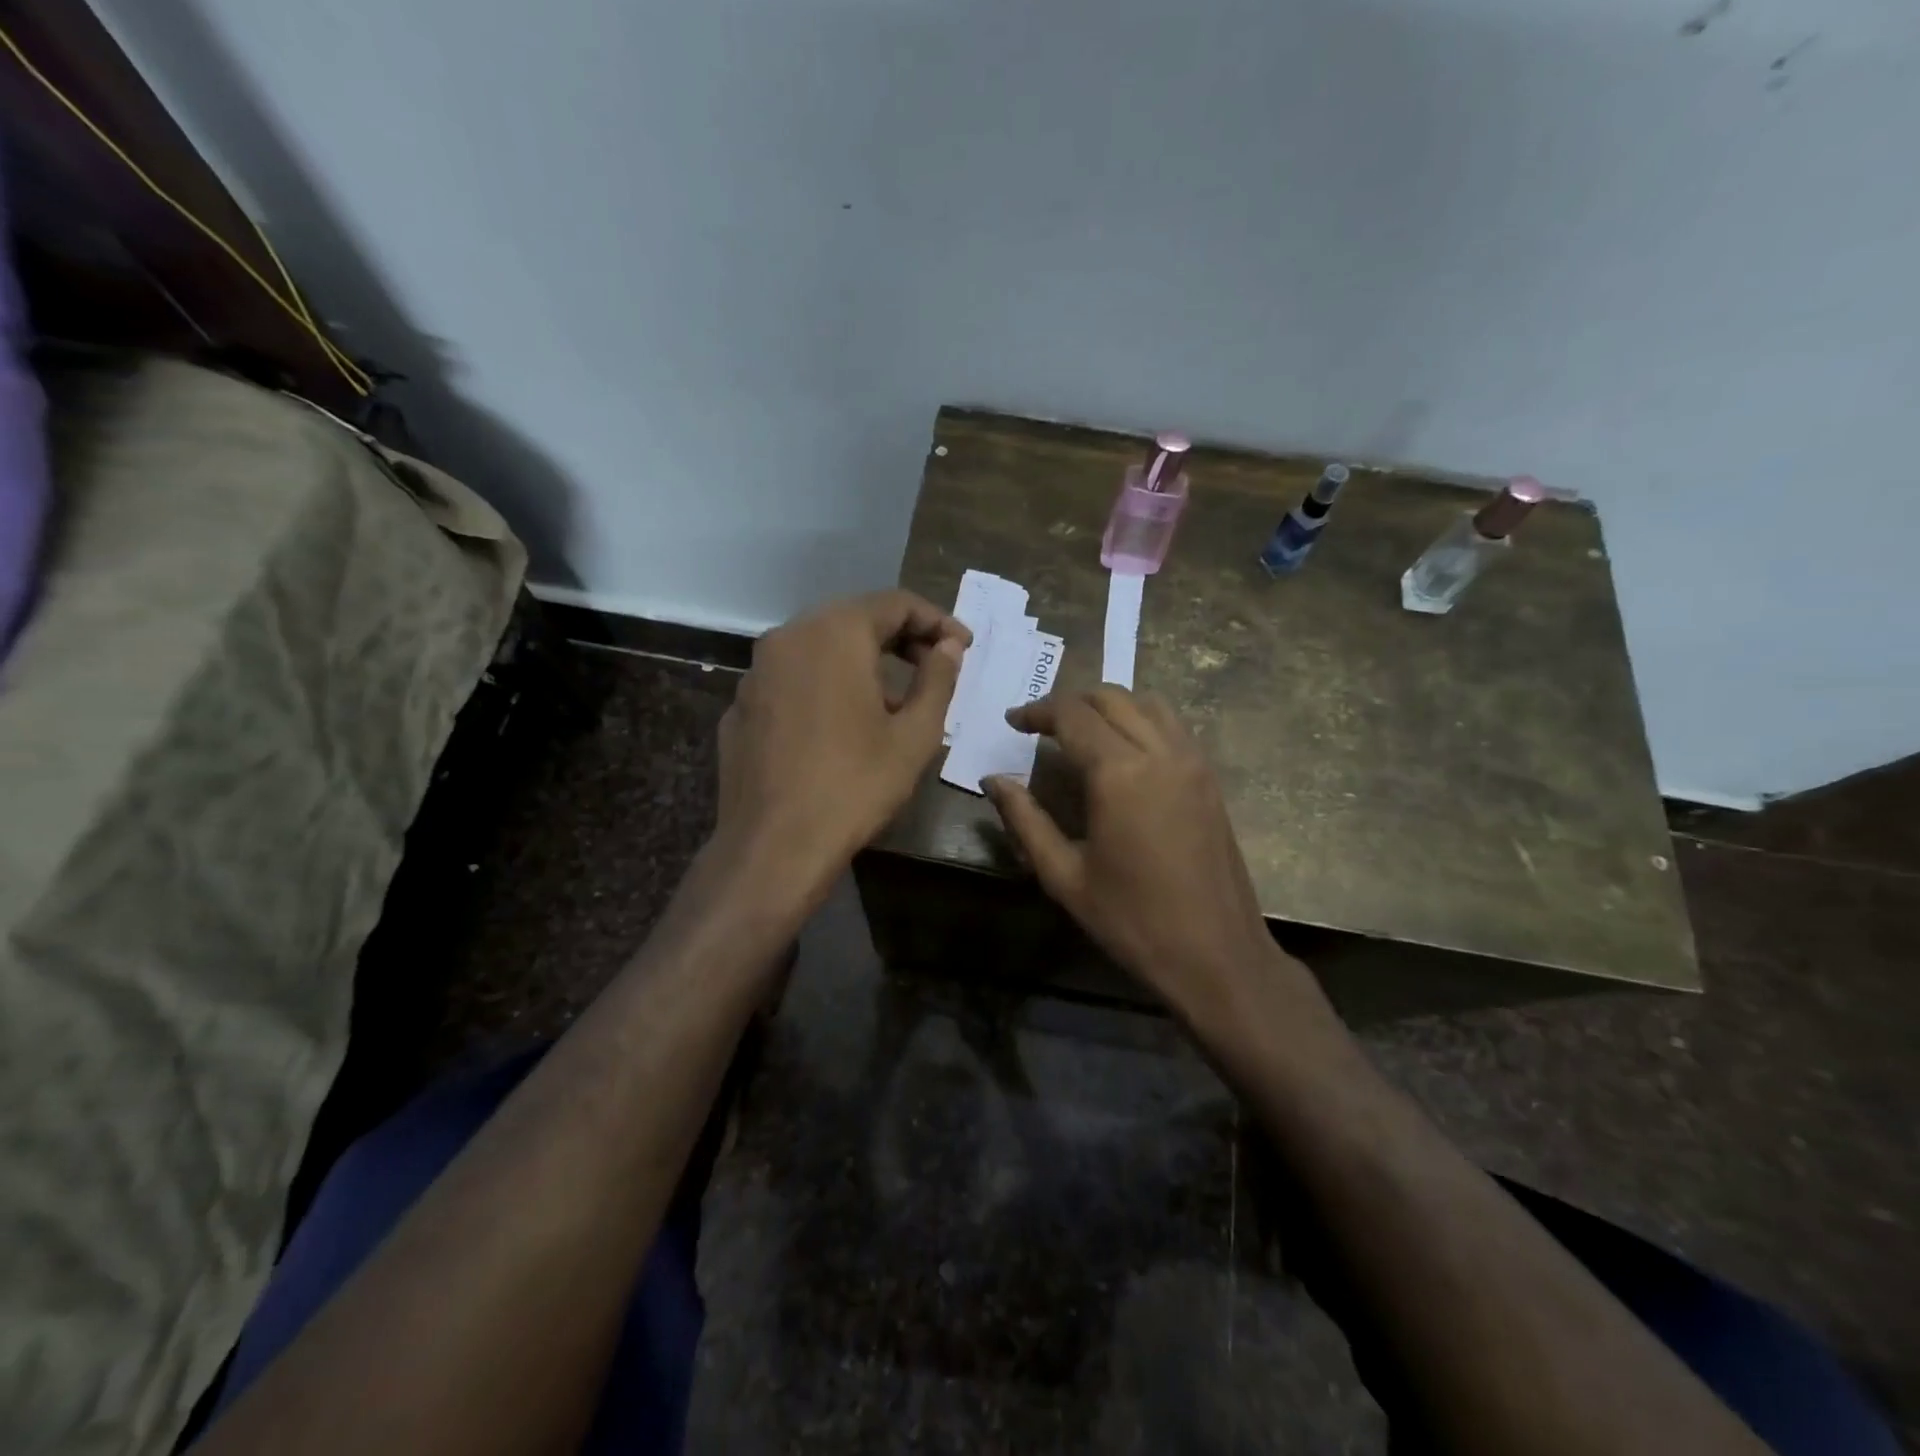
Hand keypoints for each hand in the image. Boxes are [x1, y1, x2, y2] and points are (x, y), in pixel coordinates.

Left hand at [715, 590, 968, 892]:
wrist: (774, 846)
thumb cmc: (855, 785)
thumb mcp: (914, 734)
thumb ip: (938, 679)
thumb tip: (948, 646)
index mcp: (834, 633)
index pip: (894, 603)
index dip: (936, 620)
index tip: (963, 646)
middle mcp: (788, 637)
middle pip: (853, 619)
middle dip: (900, 637)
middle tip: (934, 665)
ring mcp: (756, 672)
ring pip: (820, 647)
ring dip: (861, 661)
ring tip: (893, 699)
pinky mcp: (741, 706)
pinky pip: (793, 679)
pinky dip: (825, 685)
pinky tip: (841, 724)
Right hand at [983, 688, 1289, 1022]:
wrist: (1216, 955)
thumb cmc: (1132, 920)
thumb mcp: (1064, 876)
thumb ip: (1024, 820)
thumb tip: (993, 780)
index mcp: (1119, 773)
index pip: (1072, 715)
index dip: (1037, 711)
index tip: (1013, 722)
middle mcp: (1159, 752)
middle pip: (1110, 697)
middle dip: (1070, 703)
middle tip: (1040, 726)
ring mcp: (1192, 761)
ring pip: (1147, 702)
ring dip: (1109, 705)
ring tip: (1081, 731)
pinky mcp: (1209, 777)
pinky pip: (1172, 725)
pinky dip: (1140, 720)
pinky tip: (1123, 751)